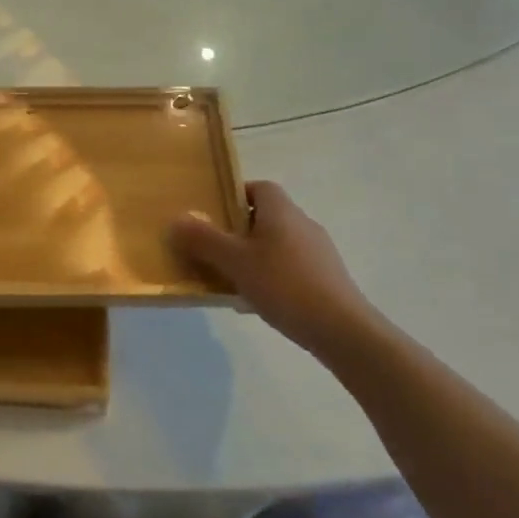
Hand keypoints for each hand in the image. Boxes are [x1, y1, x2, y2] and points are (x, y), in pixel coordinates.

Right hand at [169, 181, 380, 353]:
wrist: (342, 330)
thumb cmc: (284, 284)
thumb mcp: (234, 261)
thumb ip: (203, 240)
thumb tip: (176, 220)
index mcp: (281, 211)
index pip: (258, 187)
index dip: (234, 195)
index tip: (212, 214)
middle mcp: (302, 224)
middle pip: (265, 217)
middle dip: (237, 231)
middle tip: (212, 249)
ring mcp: (318, 253)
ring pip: (275, 245)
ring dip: (252, 257)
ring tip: (229, 279)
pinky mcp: (325, 279)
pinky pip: (288, 269)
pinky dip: (269, 277)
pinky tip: (255, 302)